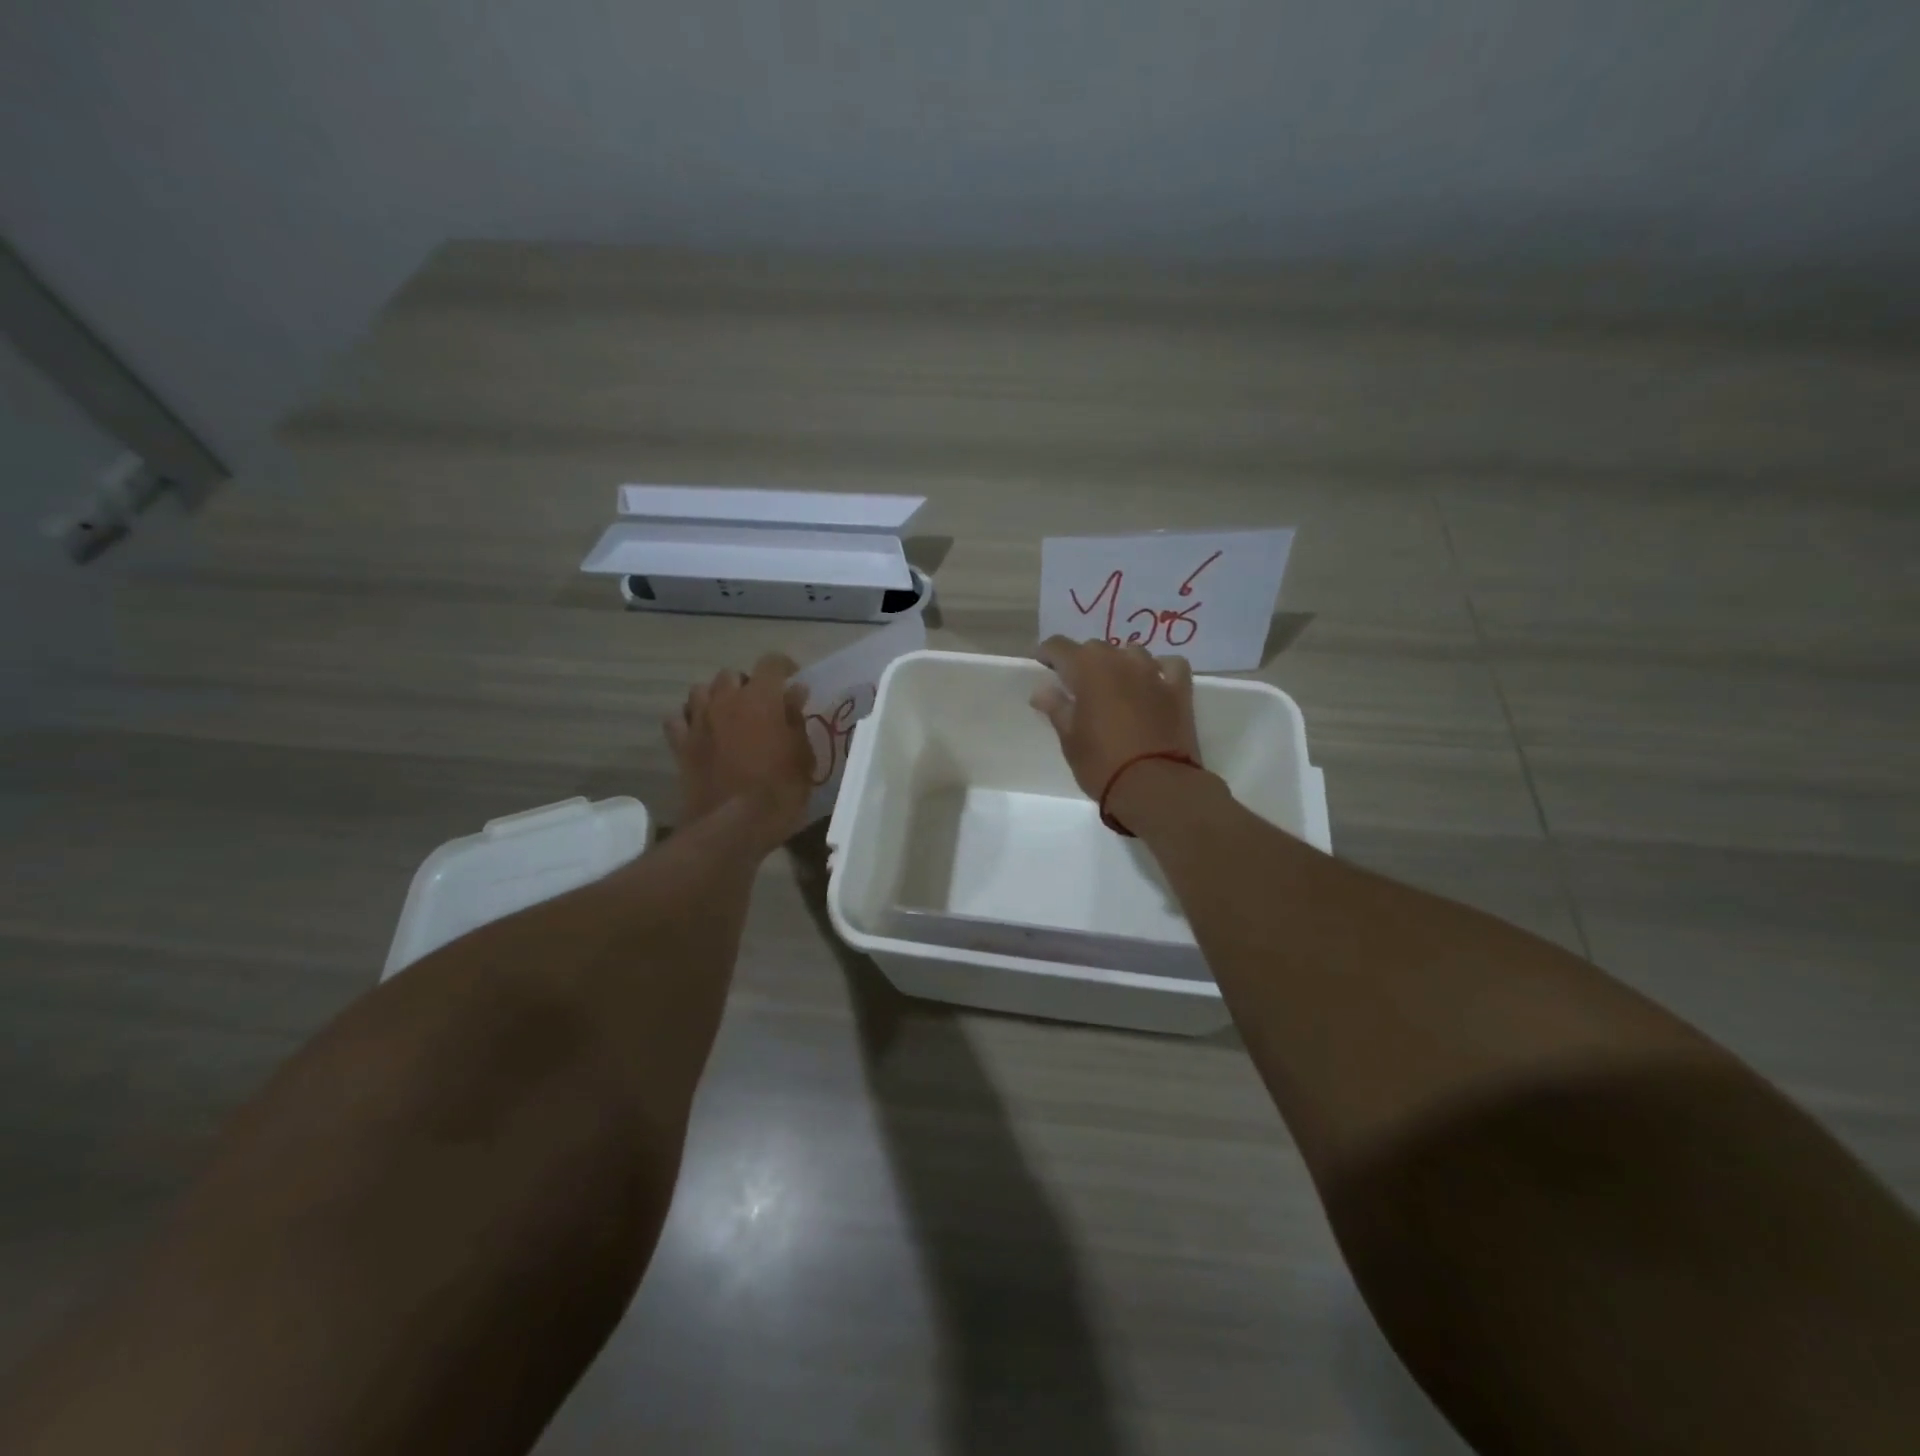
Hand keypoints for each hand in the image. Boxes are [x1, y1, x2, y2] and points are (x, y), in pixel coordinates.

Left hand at [665, 653, 814, 849]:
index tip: (794, 681)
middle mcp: (725, 700)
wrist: (732, 827)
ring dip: (715, 697)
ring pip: (700, 690)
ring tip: (729, 715)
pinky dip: (689, 720)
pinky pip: (678, 719)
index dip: (784, 667)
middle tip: (761, 706)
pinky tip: (701, 732)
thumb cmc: (778, 790)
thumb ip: (796, 719)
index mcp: (760, 698)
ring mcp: (698, 722)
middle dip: (747, 684)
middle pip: (732, 674)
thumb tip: (794, 693)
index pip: (771, 663)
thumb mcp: (801, 755)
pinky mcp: (680, 745)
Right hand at [1031, 636, 1201, 802]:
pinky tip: (1154, 681)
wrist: (1154, 786)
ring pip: (1131, 652)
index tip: (1042, 662)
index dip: (1048, 652)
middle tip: (1076, 684)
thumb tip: (1042, 690)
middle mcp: (1120, 661)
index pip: (1060, 646)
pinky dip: (1159, 669)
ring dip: (1119, 662)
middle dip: (1083, 660)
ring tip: (1114, 683)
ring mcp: (1153, 673)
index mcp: (1087, 669)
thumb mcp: (1070, 739)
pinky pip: (1169, 666)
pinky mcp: (1179, 690)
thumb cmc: (1102, 763)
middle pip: (1096, 648)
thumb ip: (1056, 708)